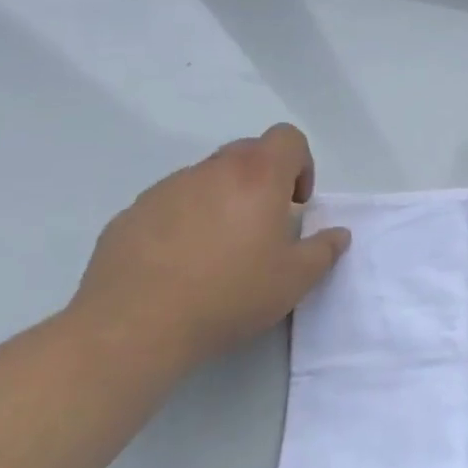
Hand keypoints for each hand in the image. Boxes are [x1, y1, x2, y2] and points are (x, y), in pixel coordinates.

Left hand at [68, 123, 350, 371]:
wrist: (133, 329)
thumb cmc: (229, 295)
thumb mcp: (295, 280)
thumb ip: (324, 250)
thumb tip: (337, 234)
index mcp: (257, 177)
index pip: (287, 138)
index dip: (300, 163)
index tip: (295, 204)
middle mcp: (211, 171)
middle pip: (247, 152)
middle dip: (263, 179)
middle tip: (263, 225)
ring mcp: (165, 190)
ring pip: (205, 178)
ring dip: (221, 200)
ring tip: (218, 250)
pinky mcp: (130, 215)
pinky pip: (169, 204)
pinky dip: (183, 221)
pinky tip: (179, 265)